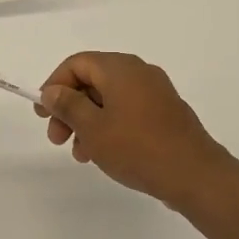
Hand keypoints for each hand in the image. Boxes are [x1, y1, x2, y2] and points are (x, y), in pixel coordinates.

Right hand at [36, 52, 238, 214]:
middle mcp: (139, 72)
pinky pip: (128, 111)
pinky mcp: (165, 113)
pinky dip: (109, 126)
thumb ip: (68, 105)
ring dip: (88, 122)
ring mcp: (155, 92)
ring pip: (109, 99)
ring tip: (80, 154)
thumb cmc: (137, 148)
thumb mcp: (92, 128)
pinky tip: (104, 154)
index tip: (43, 114)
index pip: (76, 64)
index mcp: (120, 68)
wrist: (195, 175)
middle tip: (56, 139)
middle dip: (69, 108)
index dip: (54, 85)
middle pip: (92, 81)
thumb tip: (52, 90)